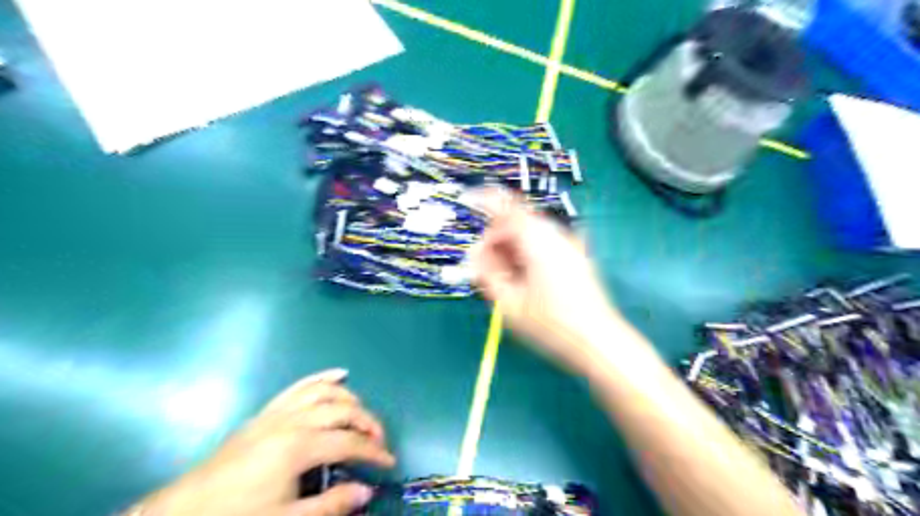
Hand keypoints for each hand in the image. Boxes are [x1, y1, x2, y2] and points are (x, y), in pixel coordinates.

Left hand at [136, 368, 393, 515]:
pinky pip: (300, 386)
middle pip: (343, 410)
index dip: (374, 451)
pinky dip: (323, 377)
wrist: (187, 510)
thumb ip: (331, 505)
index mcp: (299, 447)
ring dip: (351, 399)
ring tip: (362, 415)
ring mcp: (279, 411)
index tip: (388, 461)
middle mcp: (293, 420)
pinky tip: (340, 374)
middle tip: (378, 441)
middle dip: (368, 423)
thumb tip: (367, 491)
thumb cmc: (238, 515)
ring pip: (326, 392)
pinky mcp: (268, 411)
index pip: (349, 442)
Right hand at [471, 190, 621, 370]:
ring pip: (530, 234)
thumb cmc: (551, 324)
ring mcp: (569, 245)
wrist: (598, 341)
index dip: (485, 200)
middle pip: (517, 222)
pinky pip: (543, 244)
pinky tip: (524, 280)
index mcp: (538, 240)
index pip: (507, 207)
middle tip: (484, 268)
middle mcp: (555, 235)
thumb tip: (476, 253)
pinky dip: (526, 254)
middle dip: (496, 239)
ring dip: (511, 248)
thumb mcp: (509, 302)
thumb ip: (487, 273)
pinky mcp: (575, 257)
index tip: (468, 202)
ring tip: (504, 279)